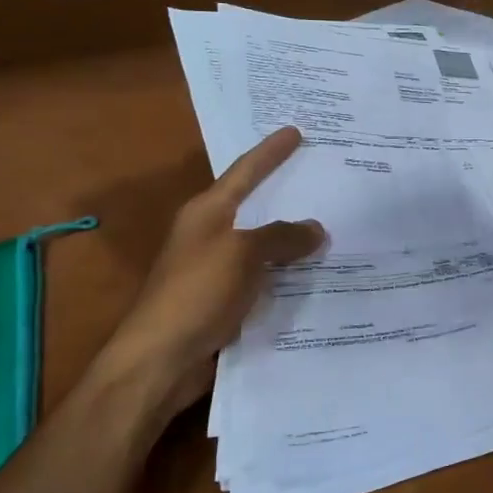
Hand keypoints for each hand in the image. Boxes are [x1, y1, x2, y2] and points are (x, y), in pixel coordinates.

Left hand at [98, 127, 325, 417]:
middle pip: (255, 206)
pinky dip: (289, 273)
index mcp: (207, 212)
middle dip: (287, 193)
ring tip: (333, 225)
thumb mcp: (242, 255)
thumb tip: (316, 229)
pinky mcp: (225, 301)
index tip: (295, 131)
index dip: (270, 151)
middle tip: (322, 175)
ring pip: (264, 245)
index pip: (245, 172)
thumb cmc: (196, 293)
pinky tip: (317, 273)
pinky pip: (266, 277)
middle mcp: (211, 235)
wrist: (160, 360)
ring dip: (293, 238)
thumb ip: (281, 237)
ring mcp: (217, 270)